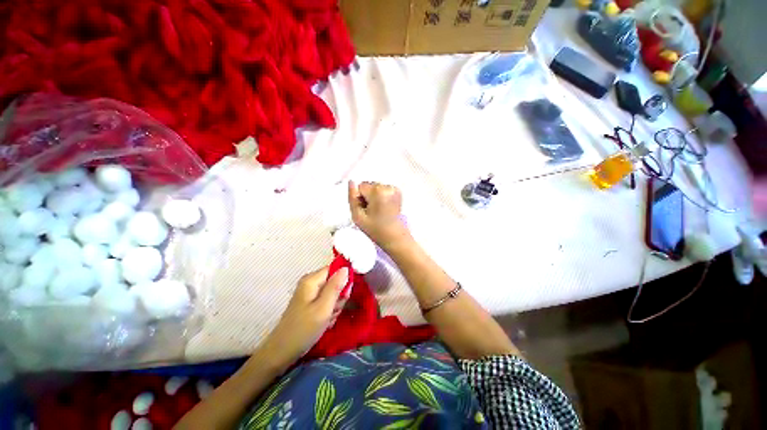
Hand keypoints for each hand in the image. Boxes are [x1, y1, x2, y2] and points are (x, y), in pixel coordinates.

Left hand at [262, 267, 348, 367]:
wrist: (282, 353)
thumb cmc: (303, 330)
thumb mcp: (323, 308)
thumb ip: (335, 287)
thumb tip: (346, 268)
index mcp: (312, 280)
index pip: (336, 269)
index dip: (344, 279)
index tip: (345, 295)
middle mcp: (311, 283)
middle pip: (335, 281)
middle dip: (339, 297)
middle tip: (333, 310)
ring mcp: (311, 294)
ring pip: (333, 294)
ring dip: (335, 307)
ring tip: (328, 319)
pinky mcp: (311, 304)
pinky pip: (328, 303)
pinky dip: (329, 312)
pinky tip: (325, 322)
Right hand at [348, 181, 410, 249]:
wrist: (394, 236)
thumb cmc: (376, 229)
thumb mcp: (357, 217)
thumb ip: (352, 198)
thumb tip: (351, 183)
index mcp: (377, 192)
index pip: (360, 186)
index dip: (359, 198)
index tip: (364, 210)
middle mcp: (387, 187)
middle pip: (368, 185)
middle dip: (367, 196)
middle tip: (370, 212)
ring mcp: (394, 189)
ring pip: (375, 187)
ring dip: (374, 197)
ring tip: (377, 211)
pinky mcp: (398, 192)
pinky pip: (383, 189)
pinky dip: (381, 197)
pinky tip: (383, 208)